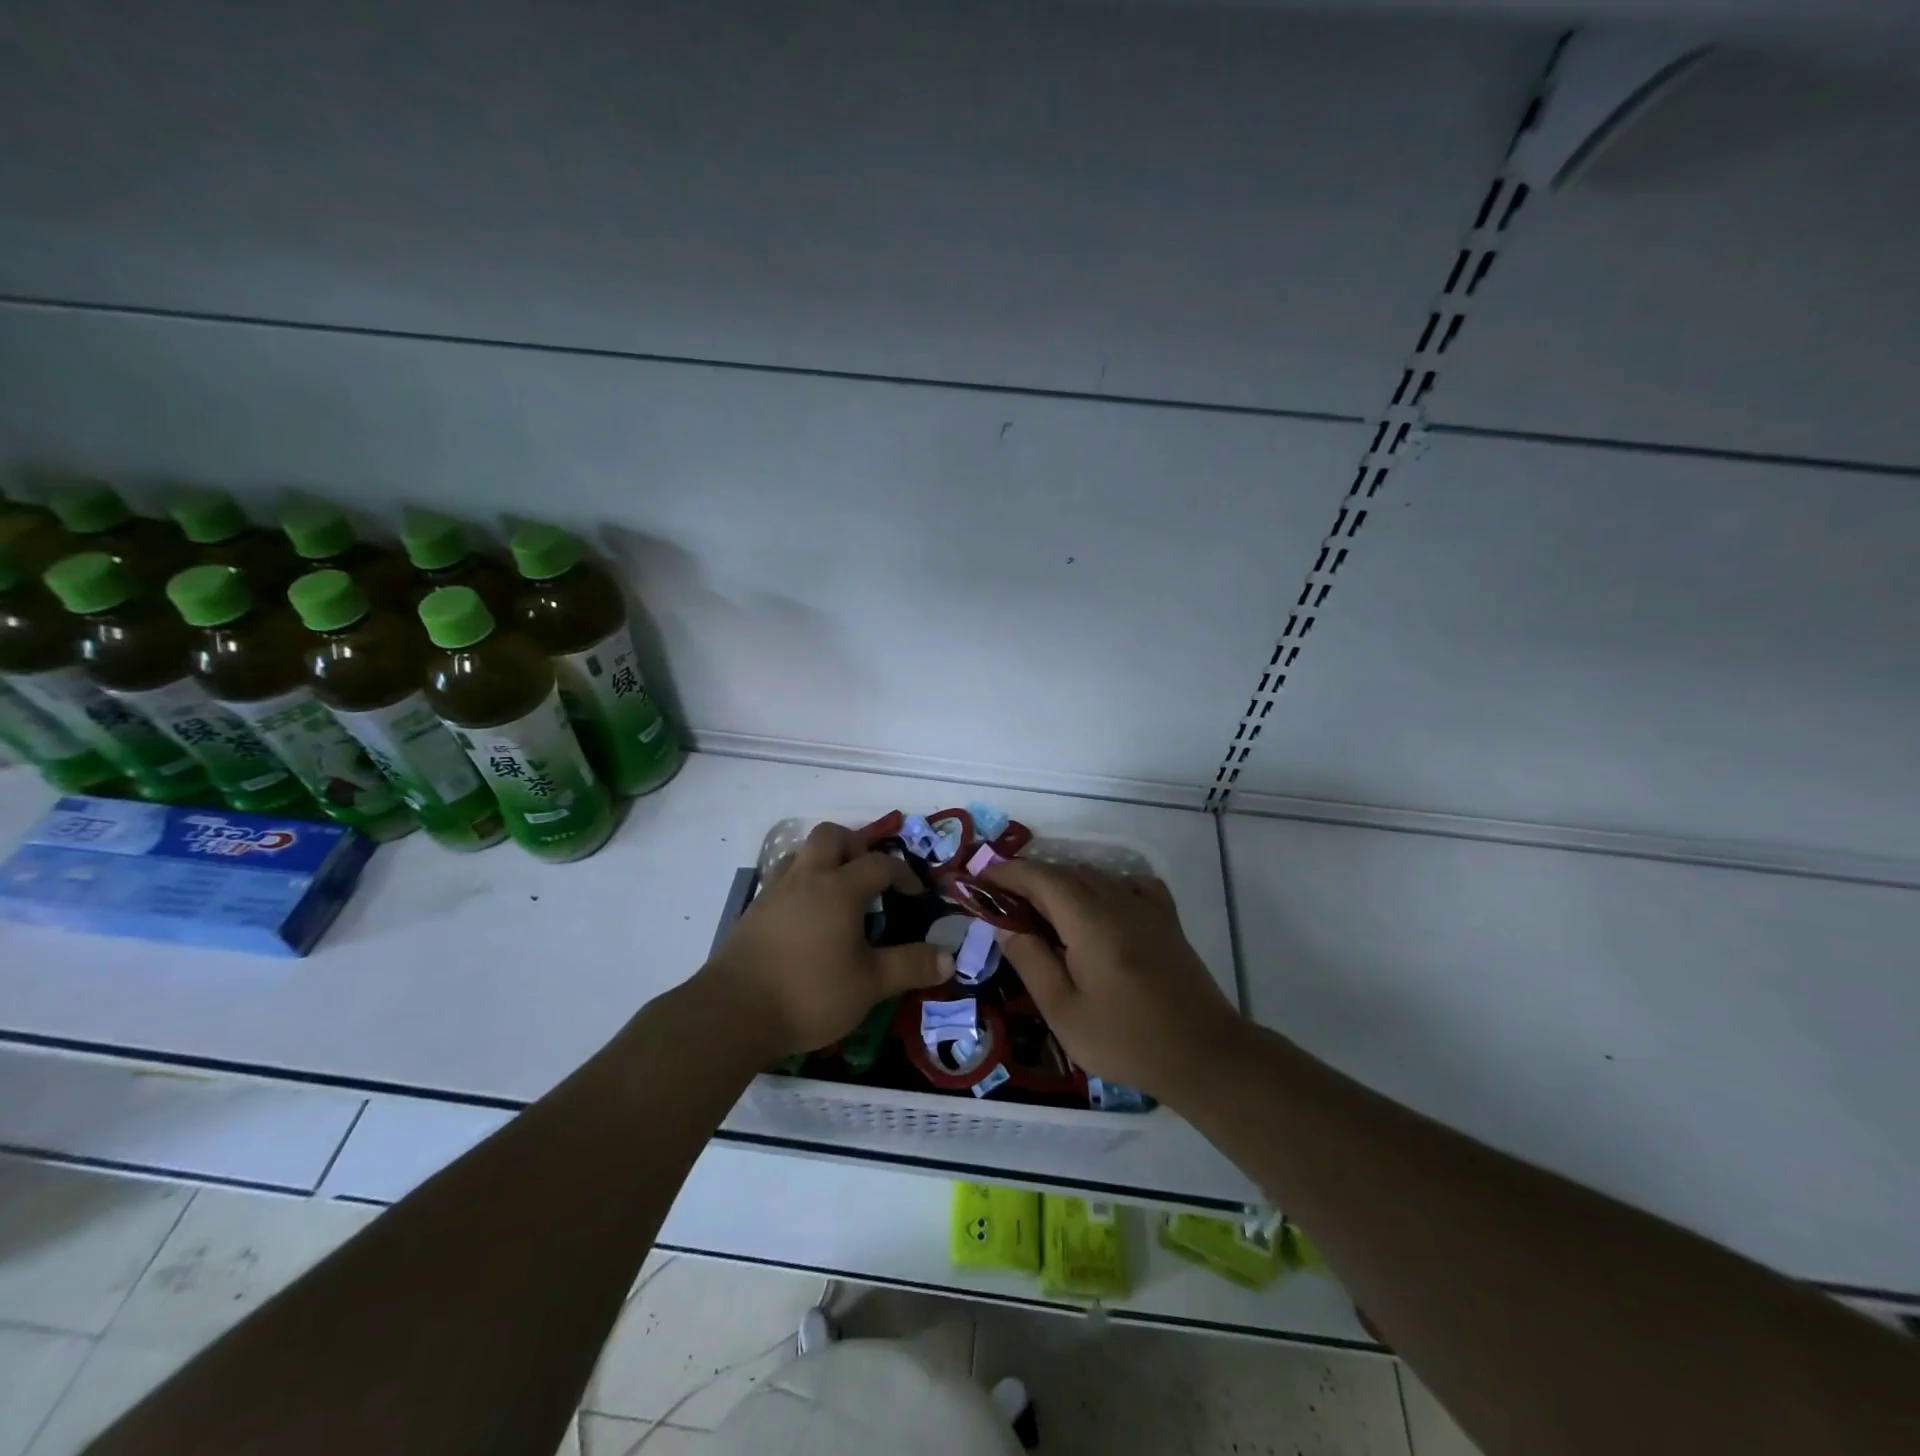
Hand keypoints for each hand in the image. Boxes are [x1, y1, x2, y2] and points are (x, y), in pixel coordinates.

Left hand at [702, 822, 953, 1060]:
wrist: (733, 1012)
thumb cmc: (809, 993)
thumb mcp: (870, 985)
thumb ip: (910, 966)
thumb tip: (948, 958)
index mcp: (839, 888)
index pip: (879, 863)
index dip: (903, 873)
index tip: (916, 893)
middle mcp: (806, 878)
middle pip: (831, 836)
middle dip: (856, 845)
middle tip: (870, 874)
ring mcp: (774, 891)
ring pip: (800, 852)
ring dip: (823, 859)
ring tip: (837, 889)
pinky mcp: (753, 911)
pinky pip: (781, 878)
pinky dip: (800, 882)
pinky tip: (806, 916)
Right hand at [984, 861, 1242, 1100]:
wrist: (1203, 1054)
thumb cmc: (1126, 1039)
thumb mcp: (1063, 1010)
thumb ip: (1030, 959)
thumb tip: (1003, 923)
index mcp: (1089, 919)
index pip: (1039, 876)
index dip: (1005, 874)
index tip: (978, 883)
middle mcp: (1117, 899)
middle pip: (1064, 872)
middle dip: (1028, 881)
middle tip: (1001, 906)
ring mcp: (1146, 906)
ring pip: (1093, 876)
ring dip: (1061, 884)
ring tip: (1041, 914)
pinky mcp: (1166, 918)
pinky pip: (1127, 884)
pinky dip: (1102, 887)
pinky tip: (1097, 910)